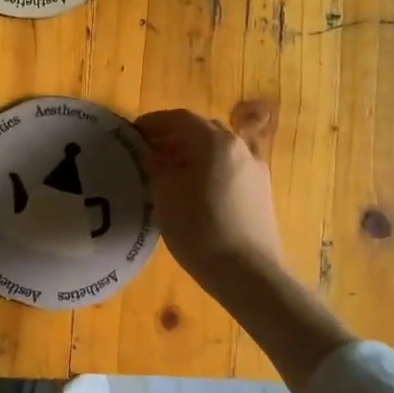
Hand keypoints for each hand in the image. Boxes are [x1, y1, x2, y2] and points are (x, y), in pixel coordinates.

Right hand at [136, 107, 284, 283]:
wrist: (249, 274)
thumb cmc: (201, 229)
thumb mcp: (165, 195)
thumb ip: (155, 168)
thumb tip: (151, 156)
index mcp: (216, 141)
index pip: (180, 118)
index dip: (154, 122)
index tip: (133, 133)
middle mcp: (239, 147)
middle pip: (202, 130)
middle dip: (173, 136)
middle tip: (148, 151)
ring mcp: (255, 169)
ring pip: (218, 150)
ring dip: (192, 153)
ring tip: (169, 172)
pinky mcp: (261, 192)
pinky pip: (229, 168)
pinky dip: (208, 169)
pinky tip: (194, 190)